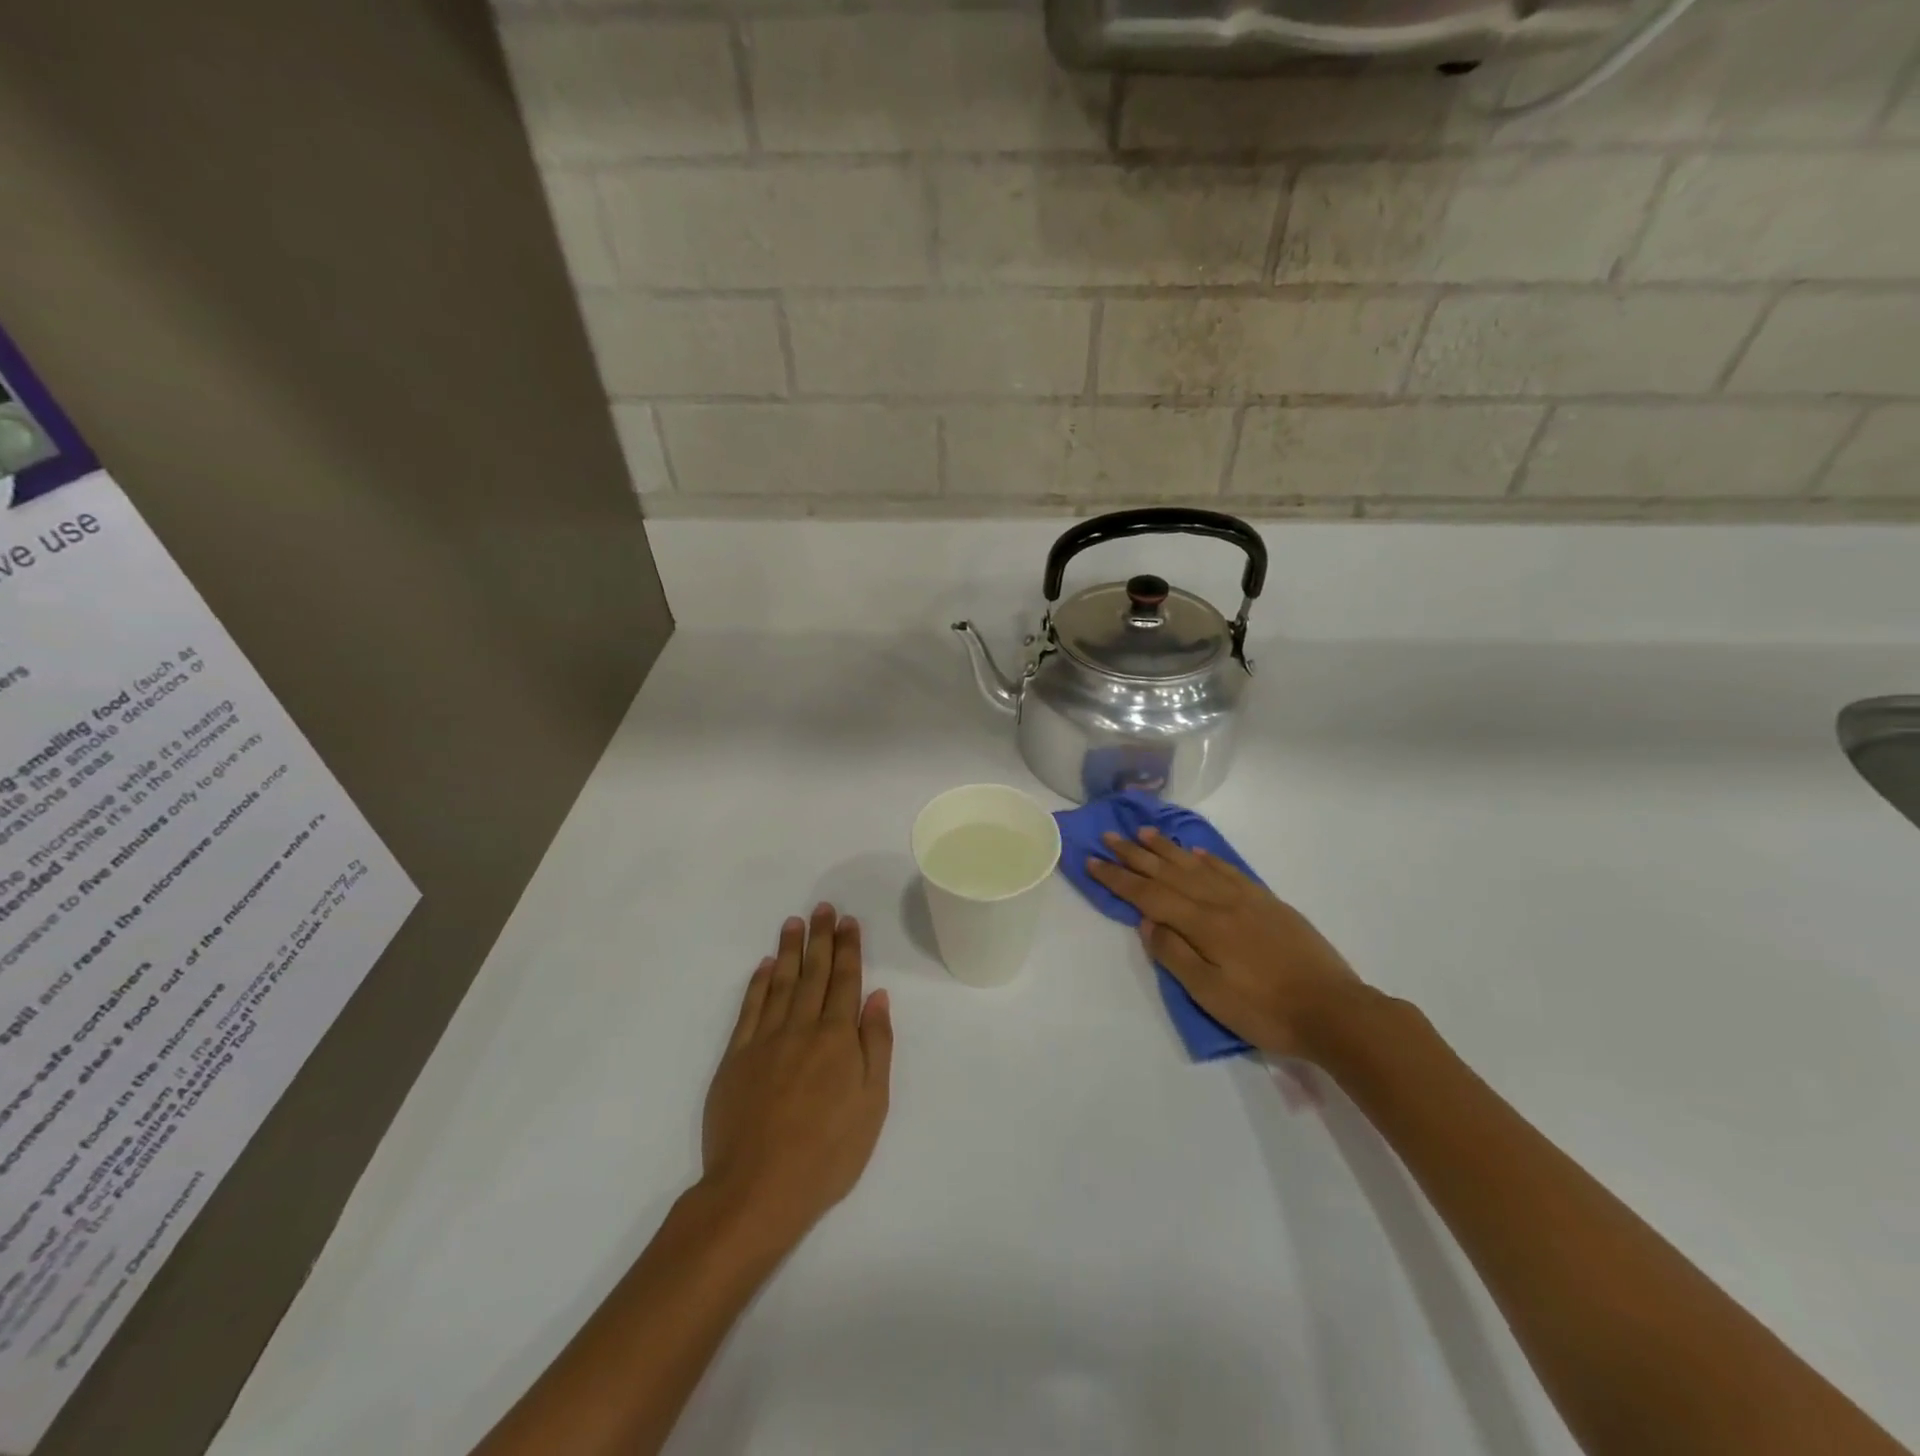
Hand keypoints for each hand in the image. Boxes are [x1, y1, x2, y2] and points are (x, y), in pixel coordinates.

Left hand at [700, 904, 893, 1248]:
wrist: (758, 1189)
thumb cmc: (828, 1152)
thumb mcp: (872, 1104)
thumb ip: (876, 1045)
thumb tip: (876, 996)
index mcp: (838, 1038)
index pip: (846, 981)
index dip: (848, 949)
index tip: (848, 922)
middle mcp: (802, 1028)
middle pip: (814, 973)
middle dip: (820, 938)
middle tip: (822, 908)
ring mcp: (765, 1040)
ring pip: (780, 982)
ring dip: (789, 950)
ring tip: (794, 923)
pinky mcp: (736, 1057)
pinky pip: (749, 1008)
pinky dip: (757, 983)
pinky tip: (764, 966)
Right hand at [1086, 829, 1364, 1059]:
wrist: (1335, 1010)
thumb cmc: (1266, 1010)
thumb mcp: (1211, 994)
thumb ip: (1175, 955)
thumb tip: (1147, 922)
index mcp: (1203, 924)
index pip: (1149, 895)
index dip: (1118, 878)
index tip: (1092, 860)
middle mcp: (1220, 902)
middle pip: (1169, 872)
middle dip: (1136, 854)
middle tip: (1110, 836)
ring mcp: (1247, 899)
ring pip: (1196, 865)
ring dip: (1167, 848)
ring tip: (1144, 832)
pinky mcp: (1268, 903)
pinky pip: (1228, 870)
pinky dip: (1207, 858)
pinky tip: (1195, 852)